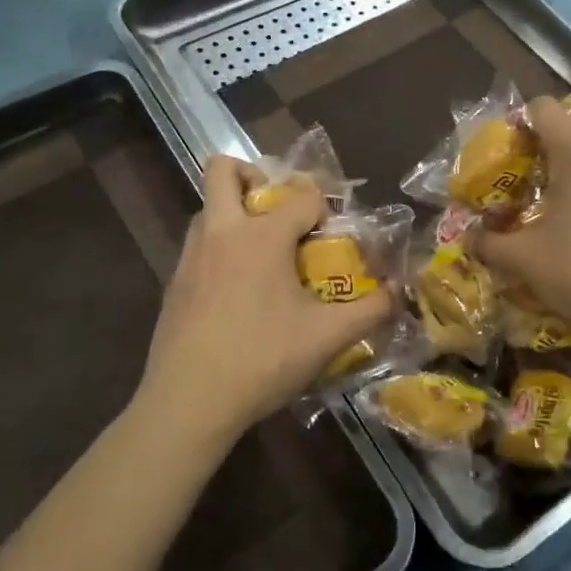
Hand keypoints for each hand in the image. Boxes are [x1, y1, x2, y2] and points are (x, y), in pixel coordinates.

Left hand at [136, 156, 393, 446]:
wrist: (187, 400)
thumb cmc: (262, 360)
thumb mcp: (327, 338)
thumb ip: (369, 311)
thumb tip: (396, 293)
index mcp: (262, 236)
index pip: (302, 196)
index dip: (322, 207)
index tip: (330, 235)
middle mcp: (222, 231)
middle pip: (224, 170)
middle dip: (252, 175)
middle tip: (276, 208)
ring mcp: (191, 255)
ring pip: (207, 208)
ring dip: (234, 213)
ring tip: (260, 253)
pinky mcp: (173, 282)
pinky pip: (198, 246)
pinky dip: (219, 250)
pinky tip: (236, 293)